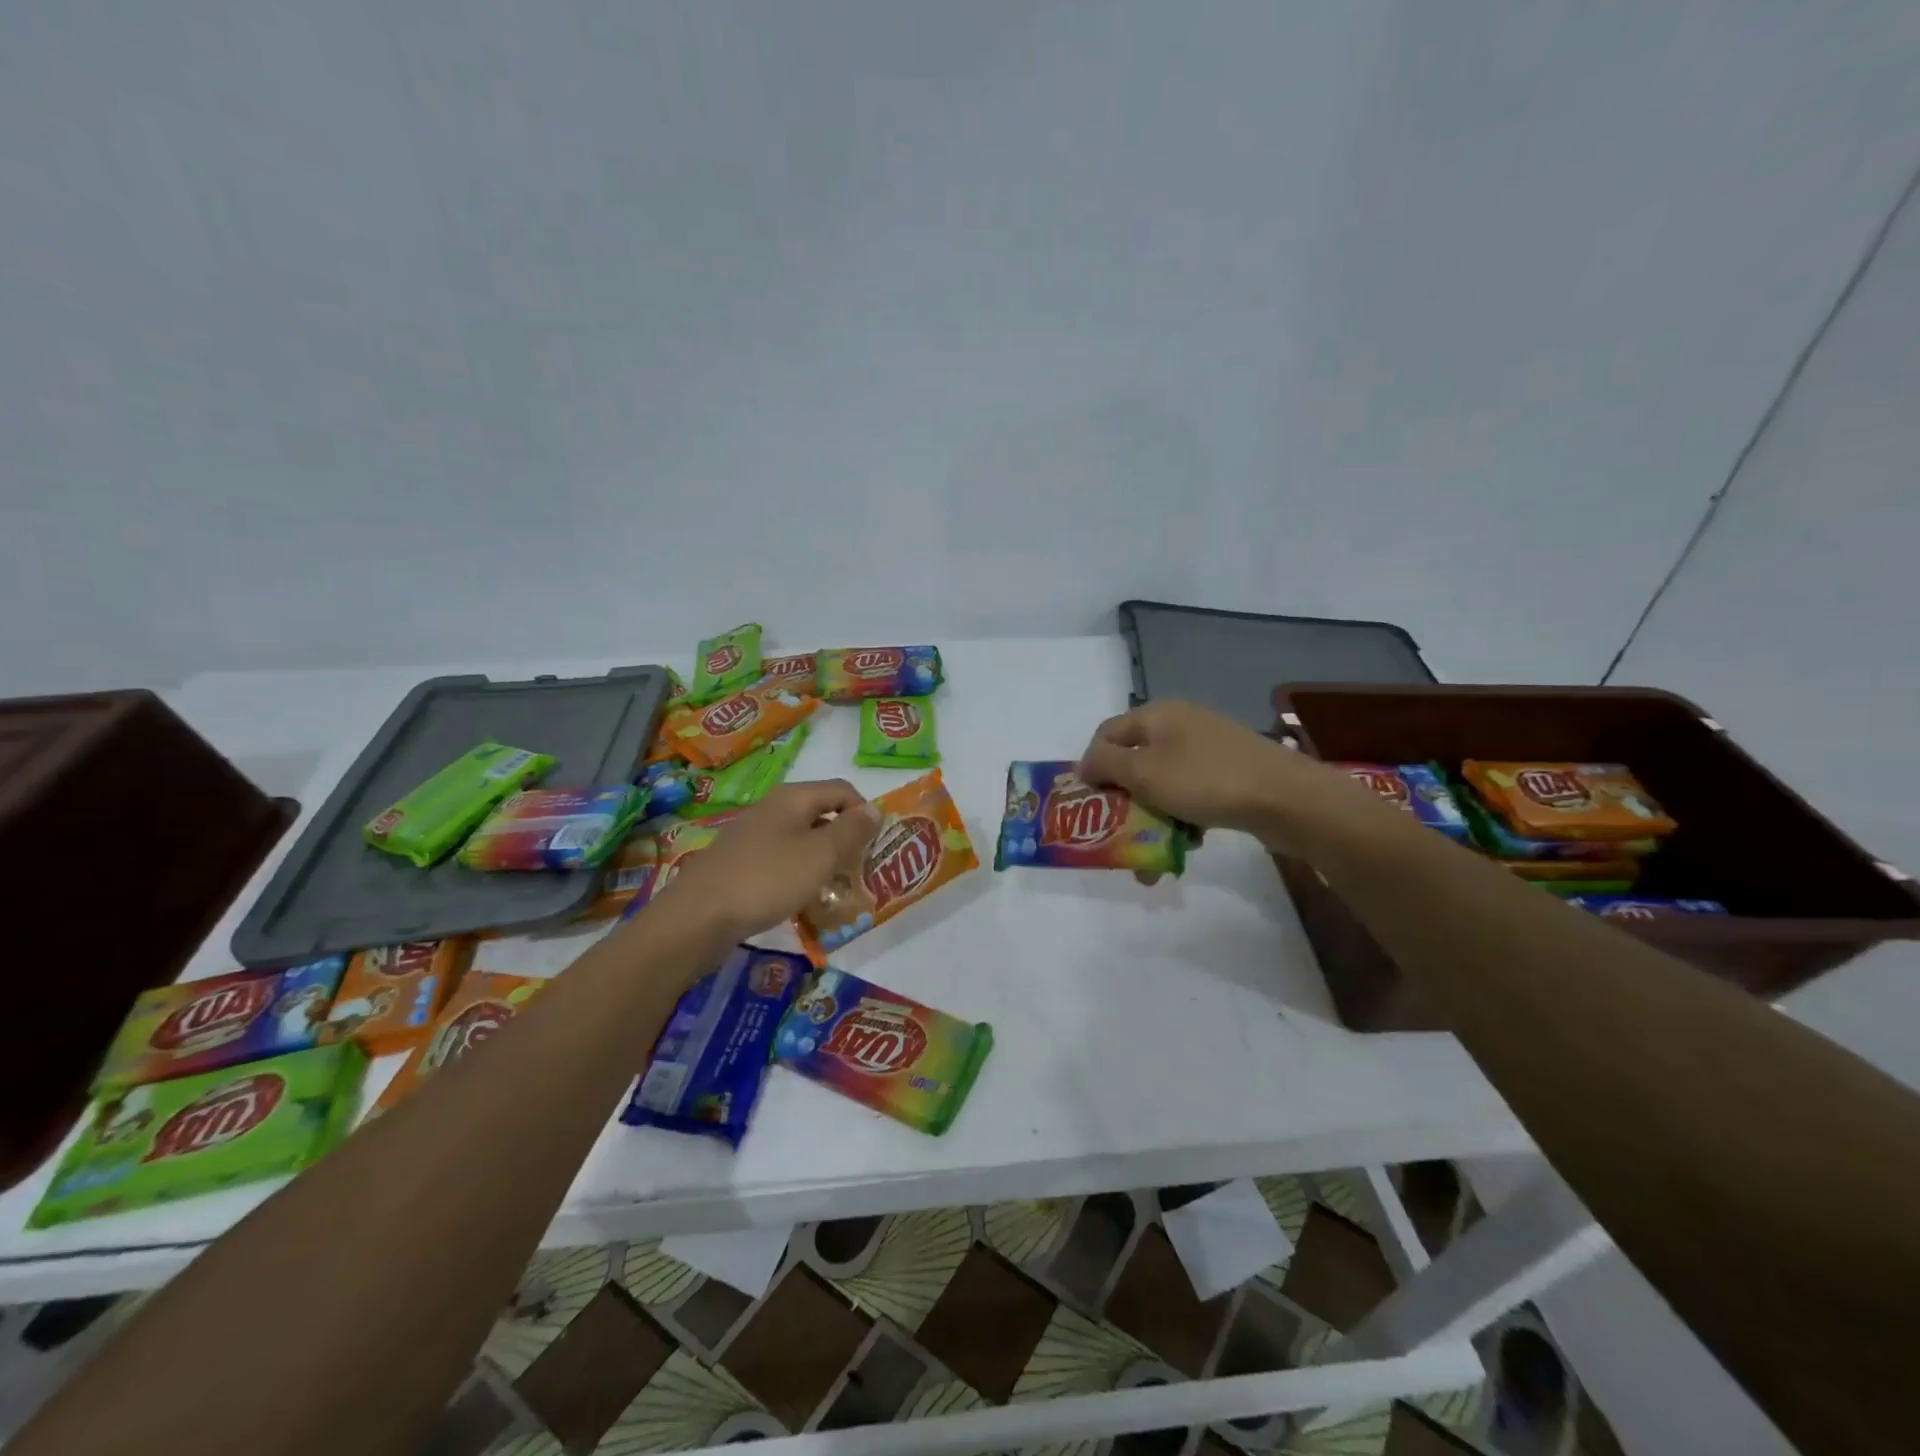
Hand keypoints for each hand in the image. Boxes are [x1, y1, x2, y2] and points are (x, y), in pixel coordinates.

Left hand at [650, 780, 880, 941]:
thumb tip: (874, 808)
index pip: (842, 790)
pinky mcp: (739, 864)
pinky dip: (798, 875)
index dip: (865, 812)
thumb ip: (851, 830)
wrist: (698, 917)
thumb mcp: (820, 854)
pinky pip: (780, 861)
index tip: (877, 845)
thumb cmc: (767, 879)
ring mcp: (752, 836)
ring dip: (822, 859)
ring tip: (836, 888)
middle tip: (861, 869)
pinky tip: (801, 900)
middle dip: (845, 838)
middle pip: (821, 813)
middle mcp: (772, 809)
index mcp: (793, 798)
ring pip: (800, 839)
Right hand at [1076, 700, 1355, 854]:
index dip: (1091, 767)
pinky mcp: (1231, 773)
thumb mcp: (1143, 773)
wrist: (1286, 798)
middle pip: (1135, 762)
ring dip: (1152, 818)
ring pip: (1164, 784)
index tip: (1089, 804)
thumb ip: (1105, 765)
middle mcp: (1181, 725)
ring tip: (1152, 857)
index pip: (1106, 734)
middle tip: (1118, 836)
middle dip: (1123, 803)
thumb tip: (1083, 764)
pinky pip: (1192, 794)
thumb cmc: (1204, 780)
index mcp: (1157, 715)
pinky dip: (1183, 818)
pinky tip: (1189, 844)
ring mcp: (1209, 749)